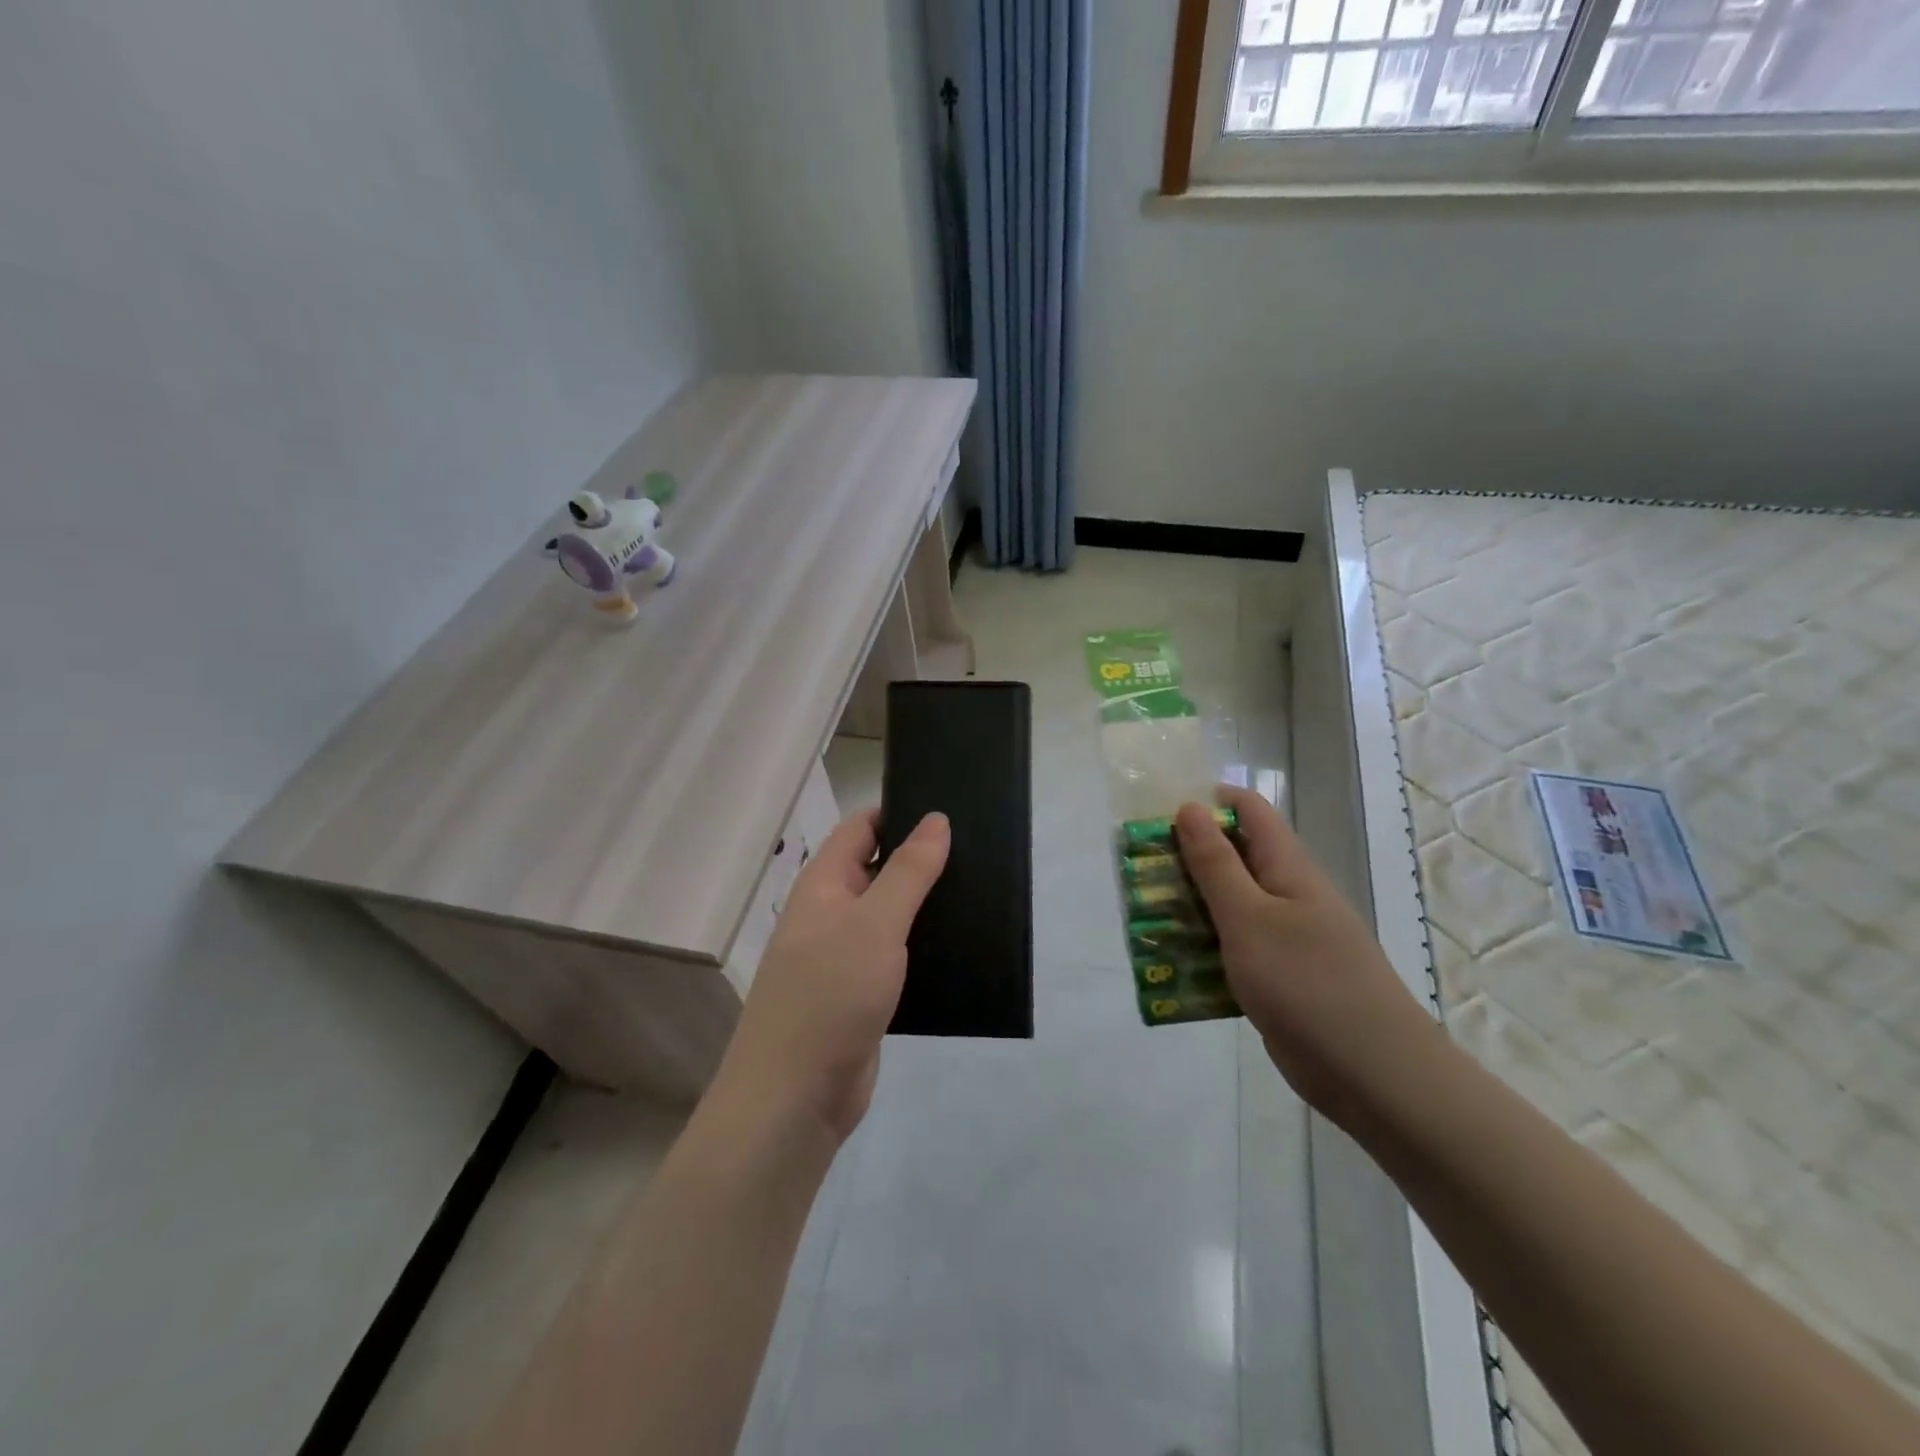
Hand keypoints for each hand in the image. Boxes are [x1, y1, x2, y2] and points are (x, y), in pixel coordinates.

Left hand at [713, 809, 949, 1144]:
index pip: (860, 828)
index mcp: (823, 885)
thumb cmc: (831, 993)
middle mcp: (830, 914)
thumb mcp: (875, 923)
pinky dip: (922, 946)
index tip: (947, 809)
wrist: (796, 1096)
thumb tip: (936, 819)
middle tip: (978, 849)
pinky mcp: (861, 994)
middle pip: (877, 869)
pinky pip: (895, 956)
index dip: (898, 812)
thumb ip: (908, 871)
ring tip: (981, 890)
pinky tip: (962, 945)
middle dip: (920, 858)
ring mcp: (844, 956)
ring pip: (890, 915)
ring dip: (925, 904)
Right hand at [1175, 786, 1437, 1123]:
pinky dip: (1205, 949)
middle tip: (1141, 873)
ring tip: (1145, 918)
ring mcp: (1287, 939)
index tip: (1161, 818)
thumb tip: (1190, 808)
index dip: (1208, 803)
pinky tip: (1174, 966)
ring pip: (1231, 907)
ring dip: (1190, 907)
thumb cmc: (1307, 984)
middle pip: (1234, 858)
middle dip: (1187, 859)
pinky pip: (1236, 949)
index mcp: (1289, 869)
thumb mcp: (1249, 918)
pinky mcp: (1280, 978)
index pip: (1250, 811)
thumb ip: (1216, 864)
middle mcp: (1289, 896)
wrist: (1374, 1075)